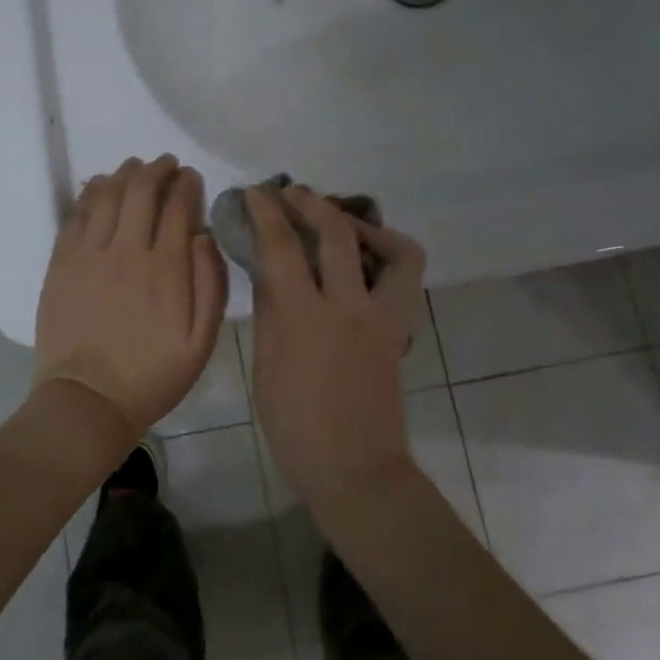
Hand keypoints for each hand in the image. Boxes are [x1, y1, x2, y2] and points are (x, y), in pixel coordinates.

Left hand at [32, 156, 227, 439]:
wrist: (87, 401)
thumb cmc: (152, 375)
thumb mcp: (201, 342)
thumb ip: (210, 284)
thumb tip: (204, 235)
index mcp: (166, 268)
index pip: (178, 207)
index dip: (186, 184)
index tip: (190, 176)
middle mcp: (127, 250)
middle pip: (142, 191)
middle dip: (157, 169)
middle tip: (165, 163)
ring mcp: (89, 254)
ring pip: (107, 195)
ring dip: (124, 174)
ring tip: (135, 167)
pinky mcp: (61, 263)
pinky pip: (76, 215)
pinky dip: (90, 193)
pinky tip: (99, 185)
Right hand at [247, 185, 427, 511]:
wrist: (354, 467)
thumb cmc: (295, 426)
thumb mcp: (266, 366)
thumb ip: (270, 310)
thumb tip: (267, 267)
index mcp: (302, 318)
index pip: (282, 246)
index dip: (267, 211)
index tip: (255, 192)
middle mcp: (347, 306)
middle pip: (335, 232)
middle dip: (310, 202)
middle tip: (291, 193)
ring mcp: (382, 316)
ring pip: (390, 247)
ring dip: (359, 222)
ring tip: (336, 219)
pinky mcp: (400, 327)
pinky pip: (404, 275)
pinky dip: (387, 254)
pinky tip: (362, 258)